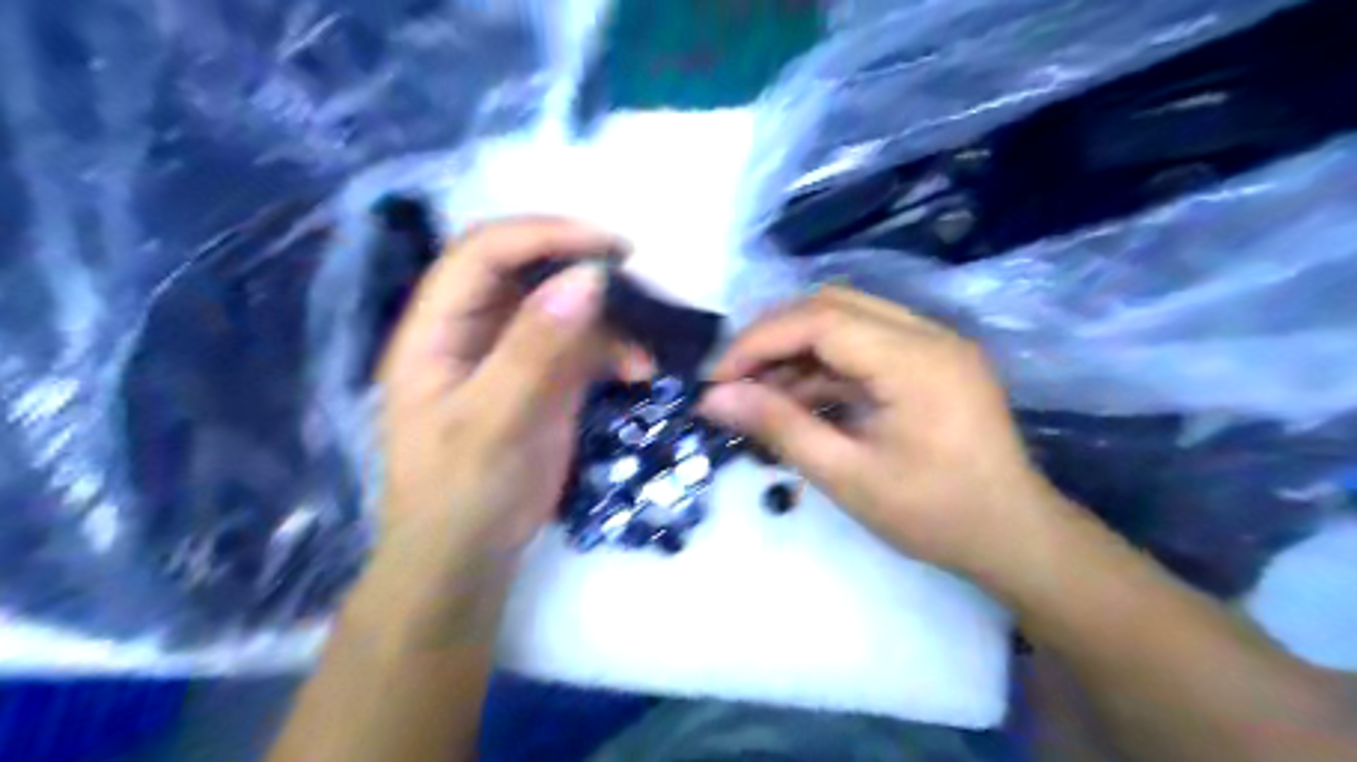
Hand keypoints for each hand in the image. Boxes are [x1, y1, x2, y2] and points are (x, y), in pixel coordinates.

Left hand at [376, 218, 619, 556]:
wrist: (469, 558)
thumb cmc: (463, 493)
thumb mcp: (493, 422)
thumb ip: (534, 350)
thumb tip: (587, 280)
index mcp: (437, 329)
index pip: (484, 254)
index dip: (543, 235)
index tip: (608, 248)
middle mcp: (473, 331)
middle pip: (526, 272)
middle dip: (582, 270)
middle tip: (637, 279)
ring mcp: (511, 355)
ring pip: (562, 308)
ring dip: (608, 317)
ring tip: (647, 339)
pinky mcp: (543, 380)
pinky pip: (582, 346)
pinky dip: (615, 351)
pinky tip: (641, 371)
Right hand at [699, 289, 1071, 572]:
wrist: (1015, 537)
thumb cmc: (935, 515)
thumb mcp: (847, 476)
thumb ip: (779, 427)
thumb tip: (713, 400)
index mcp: (915, 359)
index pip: (819, 319)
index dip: (759, 341)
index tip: (716, 377)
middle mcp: (928, 333)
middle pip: (831, 305)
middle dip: (773, 337)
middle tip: (734, 379)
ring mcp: (932, 343)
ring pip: (845, 320)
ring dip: (796, 350)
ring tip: (759, 394)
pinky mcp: (930, 360)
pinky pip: (863, 345)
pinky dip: (823, 365)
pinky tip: (797, 398)